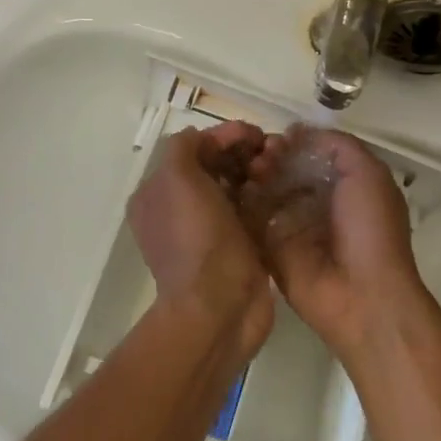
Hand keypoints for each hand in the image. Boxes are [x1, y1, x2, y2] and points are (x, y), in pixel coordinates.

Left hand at [127, 122, 274, 354]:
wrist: (219, 307)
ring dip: (257, 171)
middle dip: (242, 152)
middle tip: (272, 149)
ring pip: (236, 186)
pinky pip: (252, 210)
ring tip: (280, 167)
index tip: (254, 133)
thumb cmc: (197, 238)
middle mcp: (179, 210)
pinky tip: (283, 189)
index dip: (222, 136)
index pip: (192, 149)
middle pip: (215, 165)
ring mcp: (209, 230)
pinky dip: (266, 196)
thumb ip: (184, 147)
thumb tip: (204, 138)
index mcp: (157, 194)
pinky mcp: (238, 246)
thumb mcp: (177, 179)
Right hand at [240, 125, 433, 359]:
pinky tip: (236, 191)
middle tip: (259, 156)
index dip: (293, 143)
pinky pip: (251, 221)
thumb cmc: (370, 228)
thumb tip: (297, 131)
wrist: (363, 294)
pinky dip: (241, 204)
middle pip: (284, 171)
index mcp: (344, 185)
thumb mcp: (367, 173)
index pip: (310, 155)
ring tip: (249, 172)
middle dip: (270, 158)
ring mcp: (292, 228)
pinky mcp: (271, 250)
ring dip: (254, 177)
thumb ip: (337, 144)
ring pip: (265, 193)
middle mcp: (316, 204)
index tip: (277, 139)